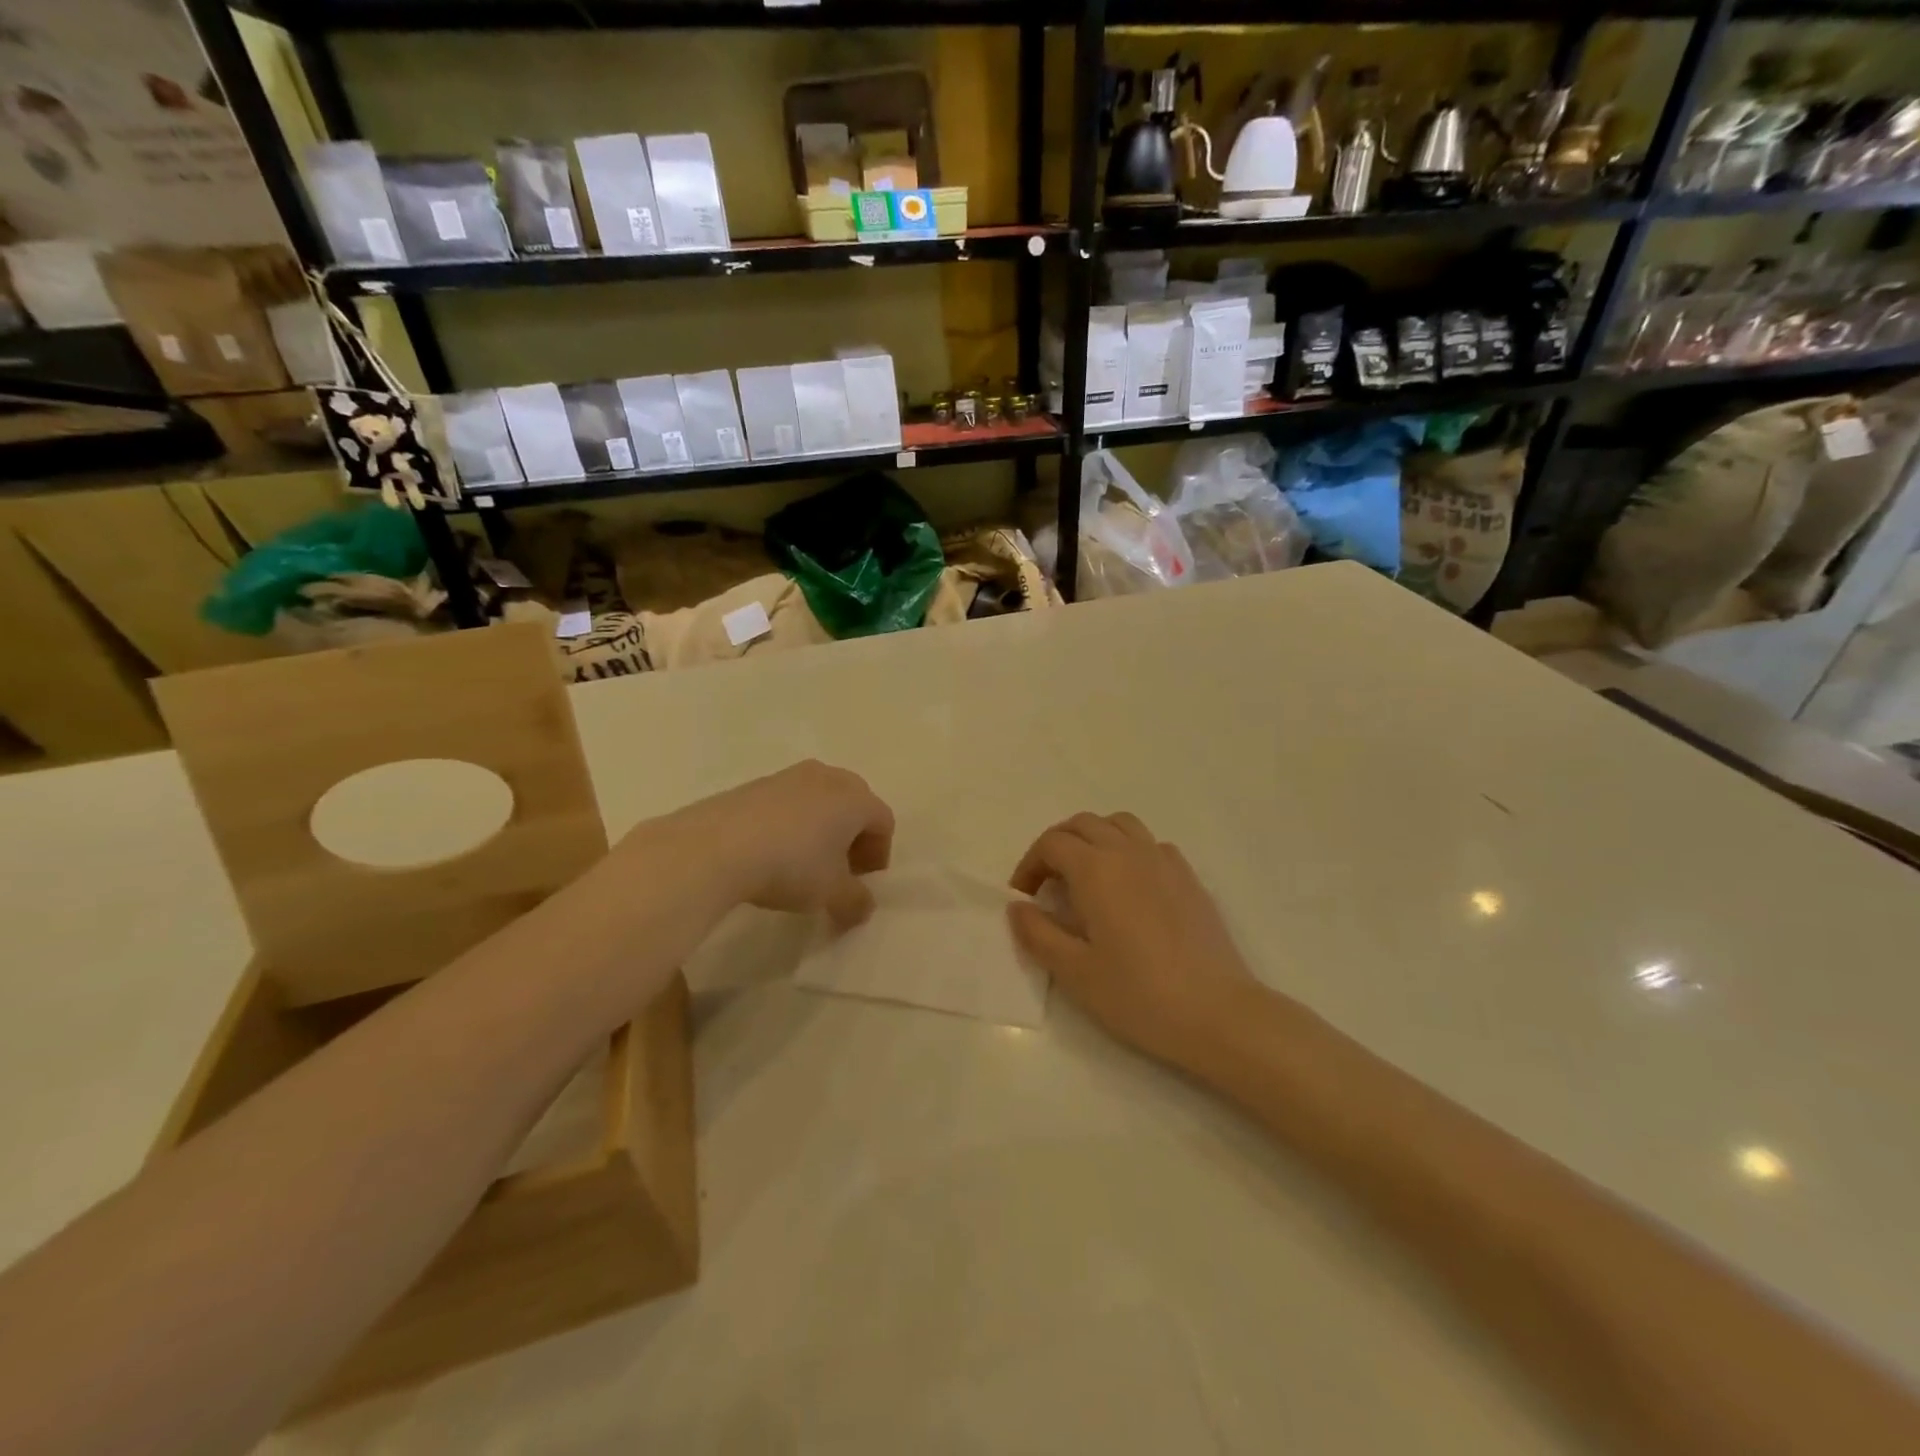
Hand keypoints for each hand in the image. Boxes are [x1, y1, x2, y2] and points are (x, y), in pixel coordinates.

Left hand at [646, 760, 893, 928]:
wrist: (716, 847)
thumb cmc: (790, 866)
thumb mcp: (831, 894)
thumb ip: (856, 902)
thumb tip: (863, 907)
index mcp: (855, 798)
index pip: (883, 821)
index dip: (879, 854)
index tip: (862, 882)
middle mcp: (827, 777)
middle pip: (854, 804)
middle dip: (853, 837)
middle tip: (840, 870)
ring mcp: (789, 776)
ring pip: (820, 800)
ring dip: (822, 829)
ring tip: (804, 862)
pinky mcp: (756, 783)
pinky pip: (788, 802)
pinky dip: (792, 823)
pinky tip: (772, 852)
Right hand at [1009, 813, 1257, 1069]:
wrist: (1216, 1012)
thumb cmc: (1138, 994)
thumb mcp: (1074, 971)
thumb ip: (1038, 933)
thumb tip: (1017, 906)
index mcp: (1096, 869)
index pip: (1052, 844)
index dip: (1030, 865)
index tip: (1024, 897)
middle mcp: (1128, 852)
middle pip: (1083, 824)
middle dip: (1057, 845)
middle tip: (1047, 883)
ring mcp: (1164, 860)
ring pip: (1119, 825)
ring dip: (1094, 838)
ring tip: (1086, 876)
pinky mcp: (1188, 877)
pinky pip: (1150, 844)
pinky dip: (1129, 850)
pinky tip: (1130, 887)